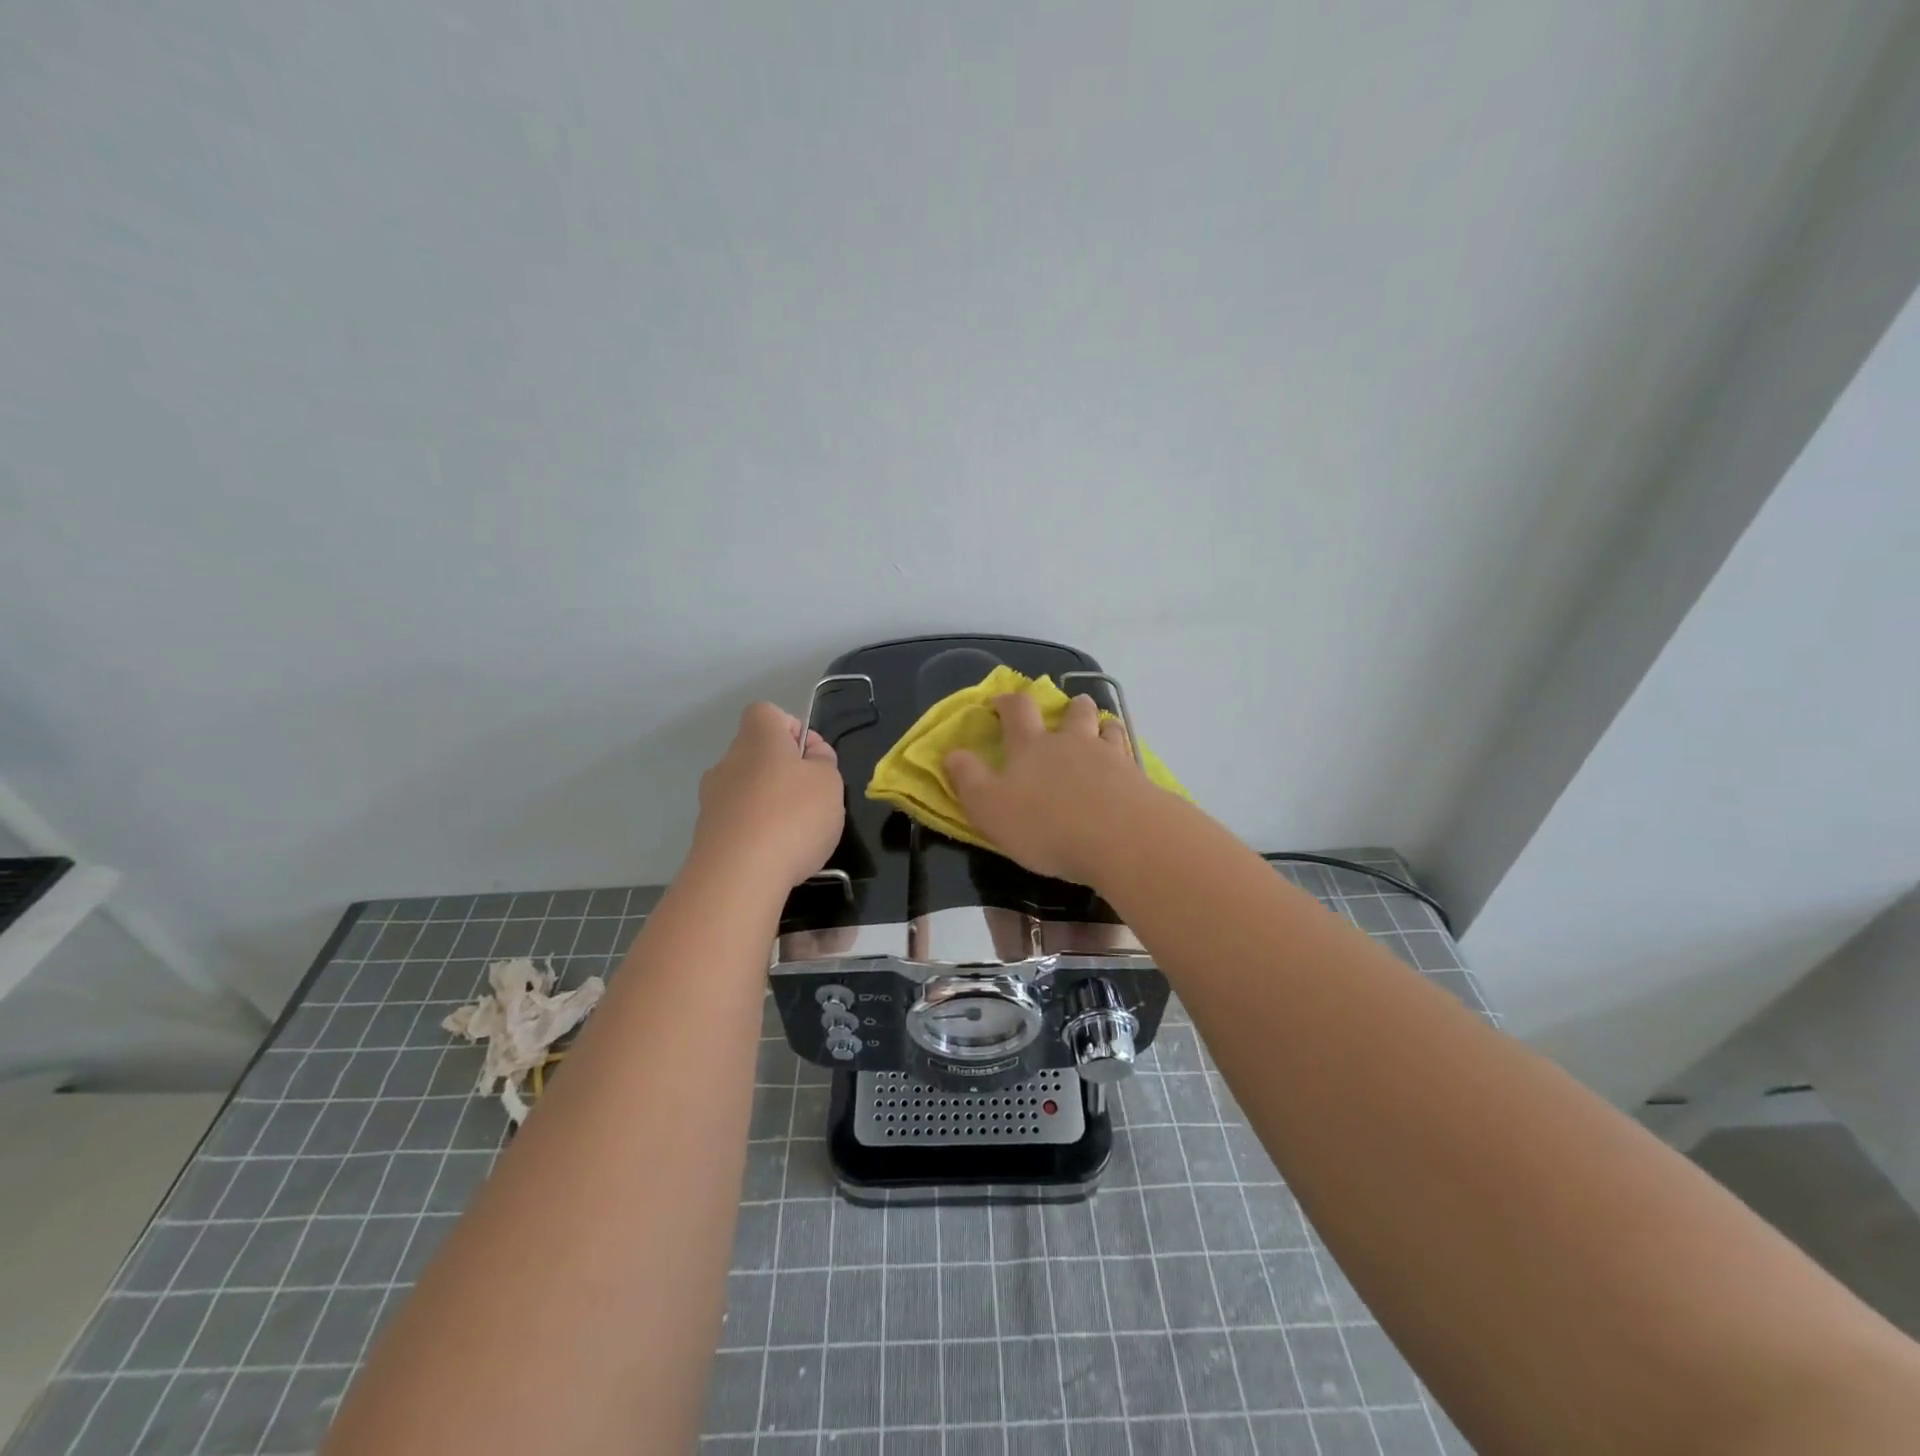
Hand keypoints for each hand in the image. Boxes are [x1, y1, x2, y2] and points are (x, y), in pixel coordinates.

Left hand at [691, 702, 844, 889]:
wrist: (738, 876)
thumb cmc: (792, 816)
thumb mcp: (829, 782)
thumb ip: (823, 761)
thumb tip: (810, 755)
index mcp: (757, 738)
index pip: (767, 713)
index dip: (792, 729)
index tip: (811, 758)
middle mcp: (728, 761)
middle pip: (757, 753)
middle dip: (784, 772)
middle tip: (811, 799)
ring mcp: (712, 799)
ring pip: (747, 789)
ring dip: (769, 804)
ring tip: (796, 834)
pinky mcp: (706, 834)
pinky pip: (738, 821)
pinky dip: (756, 831)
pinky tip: (775, 855)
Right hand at [944, 693, 1155, 885]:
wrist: (1120, 838)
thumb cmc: (1046, 824)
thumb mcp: (989, 807)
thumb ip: (968, 779)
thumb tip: (952, 753)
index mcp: (1031, 746)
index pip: (1018, 710)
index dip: (1008, 701)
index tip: (1001, 702)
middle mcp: (1071, 742)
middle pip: (1072, 711)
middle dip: (1068, 707)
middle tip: (1067, 711)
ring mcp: (1109, 756)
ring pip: (1106, 728)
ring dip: (1101, 725)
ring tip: (1101, 731)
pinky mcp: (1137, 778)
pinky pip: (1131, 757)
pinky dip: (1125, 756)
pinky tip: (1126, 769)